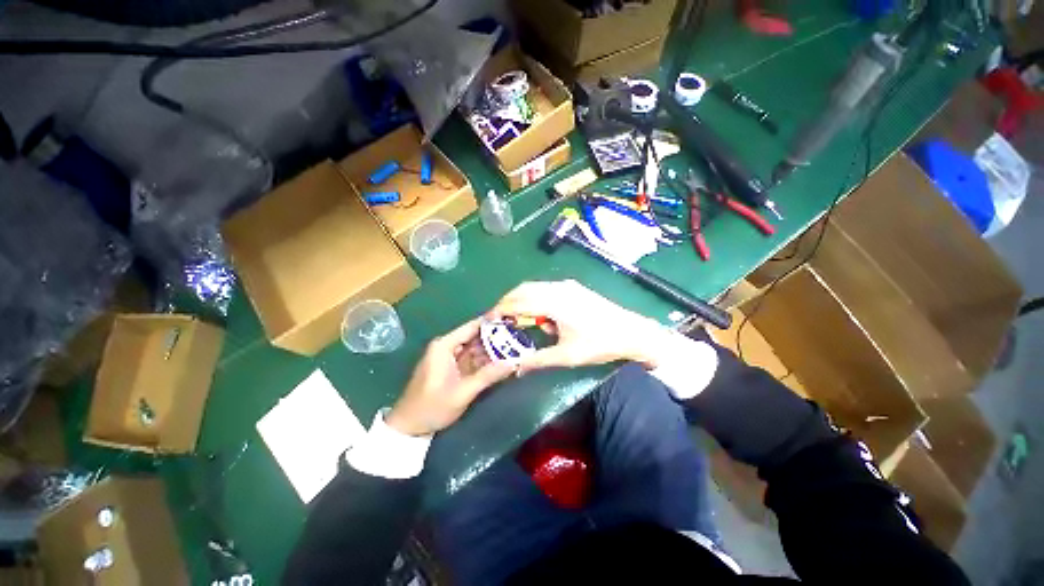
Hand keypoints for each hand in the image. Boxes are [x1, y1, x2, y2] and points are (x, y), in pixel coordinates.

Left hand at [387, 318, 515, 436]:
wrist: (409, 428)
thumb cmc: (432, 407)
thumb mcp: (462, 392)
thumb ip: (488, 376)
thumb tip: (513, 363)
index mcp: (445, 346)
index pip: (472, 327)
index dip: (492, 322)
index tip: (512, 319)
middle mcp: (447, 347)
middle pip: (476, 337)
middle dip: (496, 337)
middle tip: (519, 336)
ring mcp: (450, 358)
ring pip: (476, 348)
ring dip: (493, 350)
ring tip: (515, 347)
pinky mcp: (453, 368)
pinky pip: (473, 359)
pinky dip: (486, 361)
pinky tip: (502, 361)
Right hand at [489, 280, 669, 374]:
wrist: (631, 331)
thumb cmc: (599, 343)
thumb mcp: (566, 355)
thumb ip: (537, 360)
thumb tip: (515, 367)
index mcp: (554, 303)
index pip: (518, 302)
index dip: (500, 310)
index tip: (488, 320)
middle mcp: (557, 288)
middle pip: (523, 289)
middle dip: (507, 302)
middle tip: (498, 319)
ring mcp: (566, 285)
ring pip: (534, 287)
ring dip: (521, 300)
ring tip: (516, 318)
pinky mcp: (573, 287)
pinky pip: (545, 288)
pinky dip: (535, 298)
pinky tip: (539, 315)